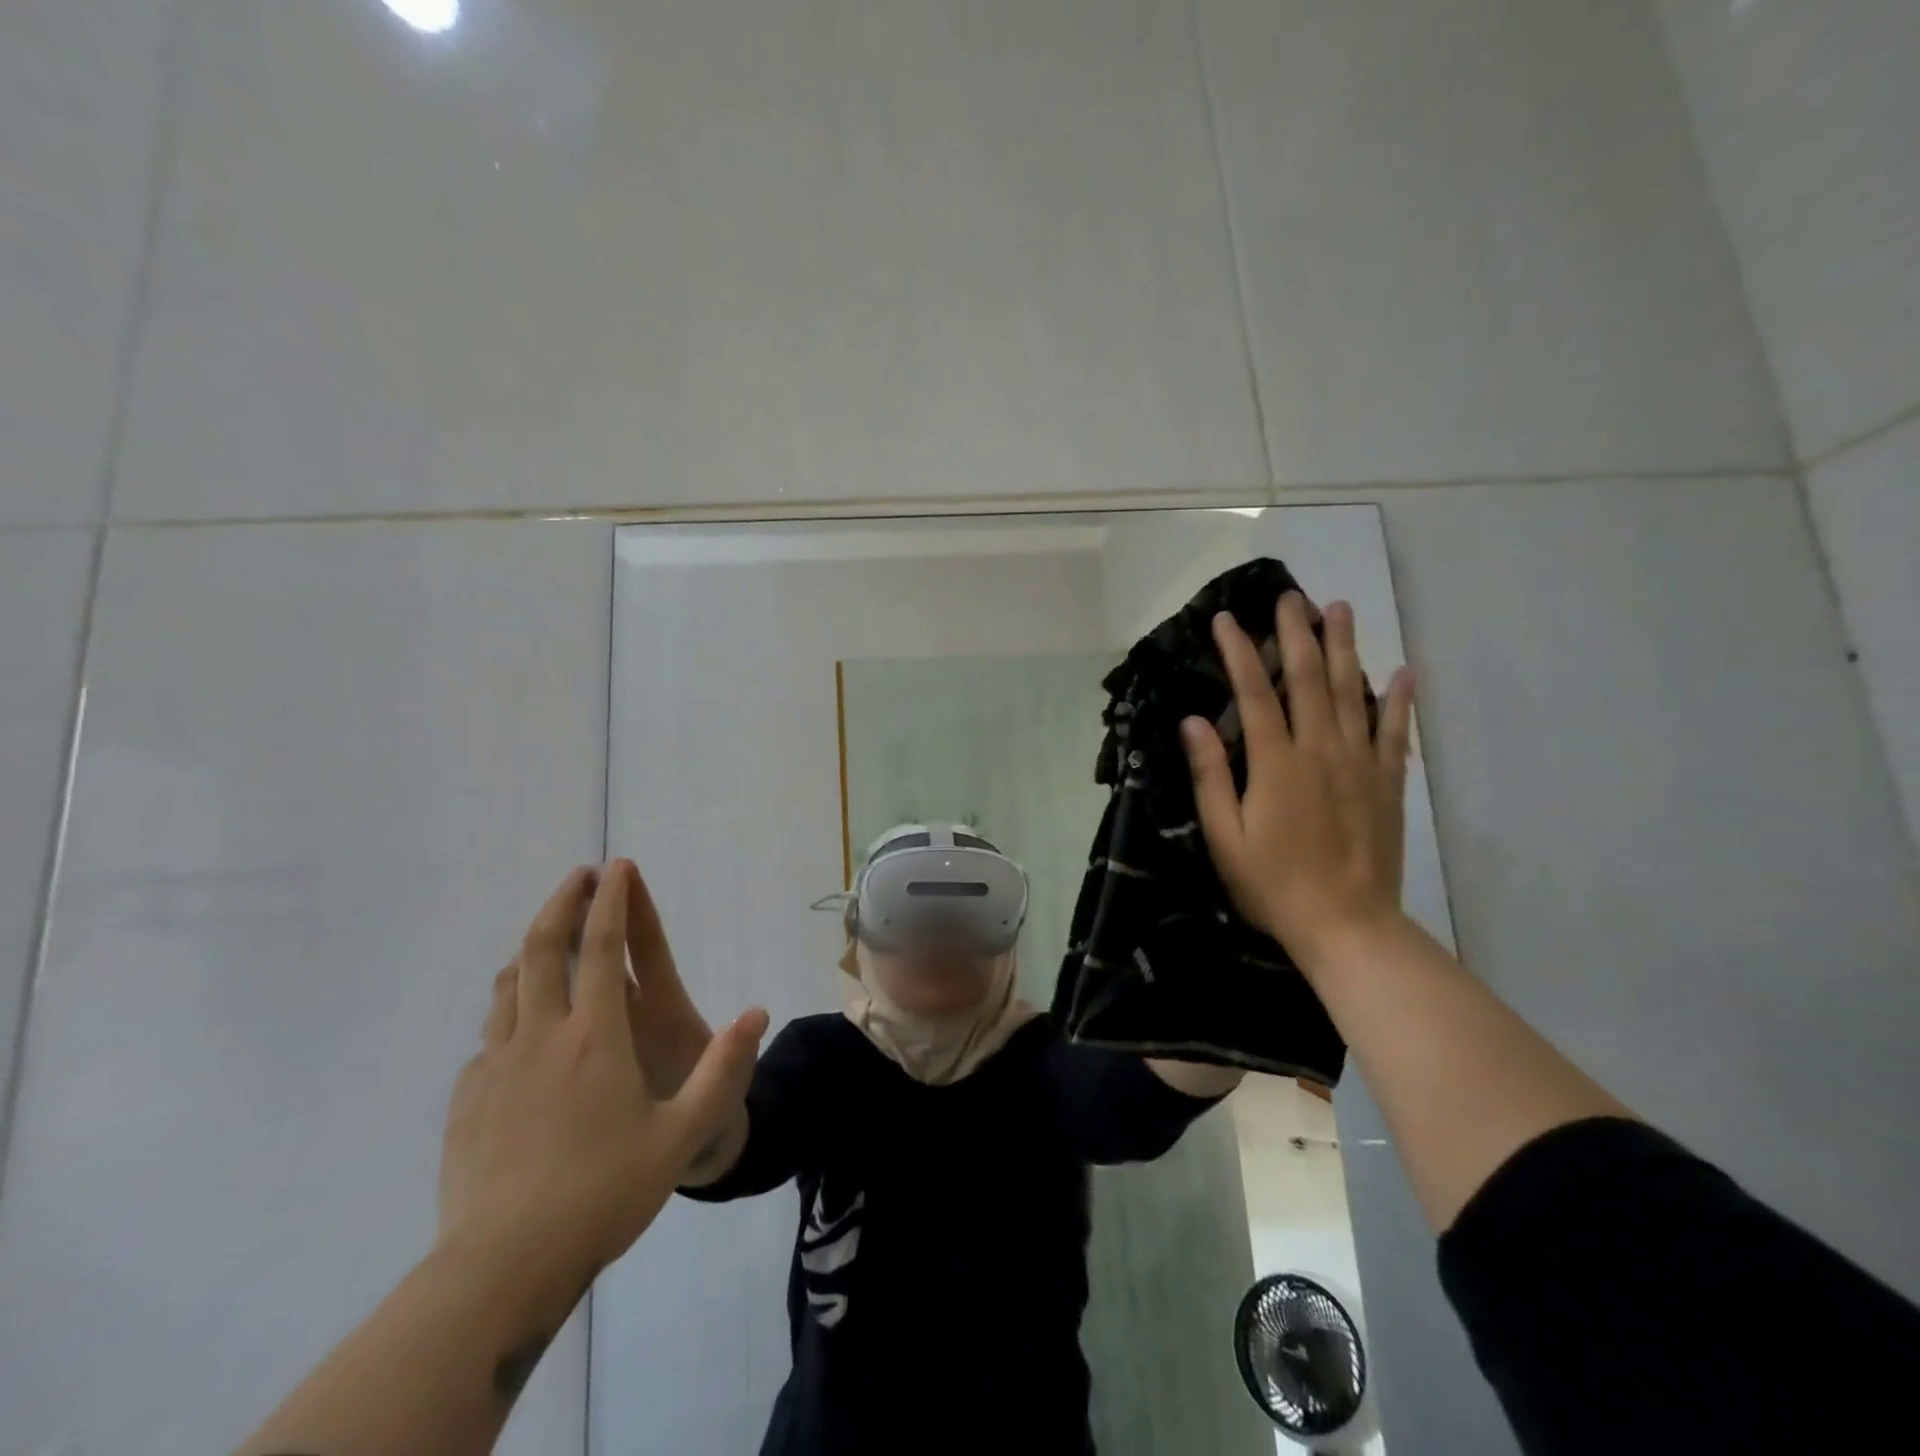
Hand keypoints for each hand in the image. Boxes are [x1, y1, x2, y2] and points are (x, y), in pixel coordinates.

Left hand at [437, 863, 768, 1285]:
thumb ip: (724, 1070)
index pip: (603, 947)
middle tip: (577, 877)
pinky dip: (508, 1011)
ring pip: (507, 986)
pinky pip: (489, 1037)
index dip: (610, 900)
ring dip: (529, 950)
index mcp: (595, 1036)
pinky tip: (518, 1031)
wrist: (501, 1269)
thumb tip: (757, 1013)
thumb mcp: (682, 1134)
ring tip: (548, 940)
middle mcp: (541, 1036)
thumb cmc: (604, 1192)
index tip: (615, 866)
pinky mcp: (467, 1099)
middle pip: (541, 949)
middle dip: (561, 903)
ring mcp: (496, 1066)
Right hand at [1180, 594, 1415, 974]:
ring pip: (1354, 692)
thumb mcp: (1224, 837)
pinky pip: (1395, 732)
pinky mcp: (1387, 783)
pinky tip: (1403, 671)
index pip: (1254, 693)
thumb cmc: (1272, 884)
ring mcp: (1360, 764)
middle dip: (1297, 633)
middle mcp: (1321, 750)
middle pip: (1310, 679)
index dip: (1238, 652)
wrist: (1347, 925)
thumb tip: (1193, 722)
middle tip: (1290, 596)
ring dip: (1345, 648)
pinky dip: (1399, 699)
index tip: (1225, 619)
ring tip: (1340, 609)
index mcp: (1276, 763)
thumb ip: (1210, 776)